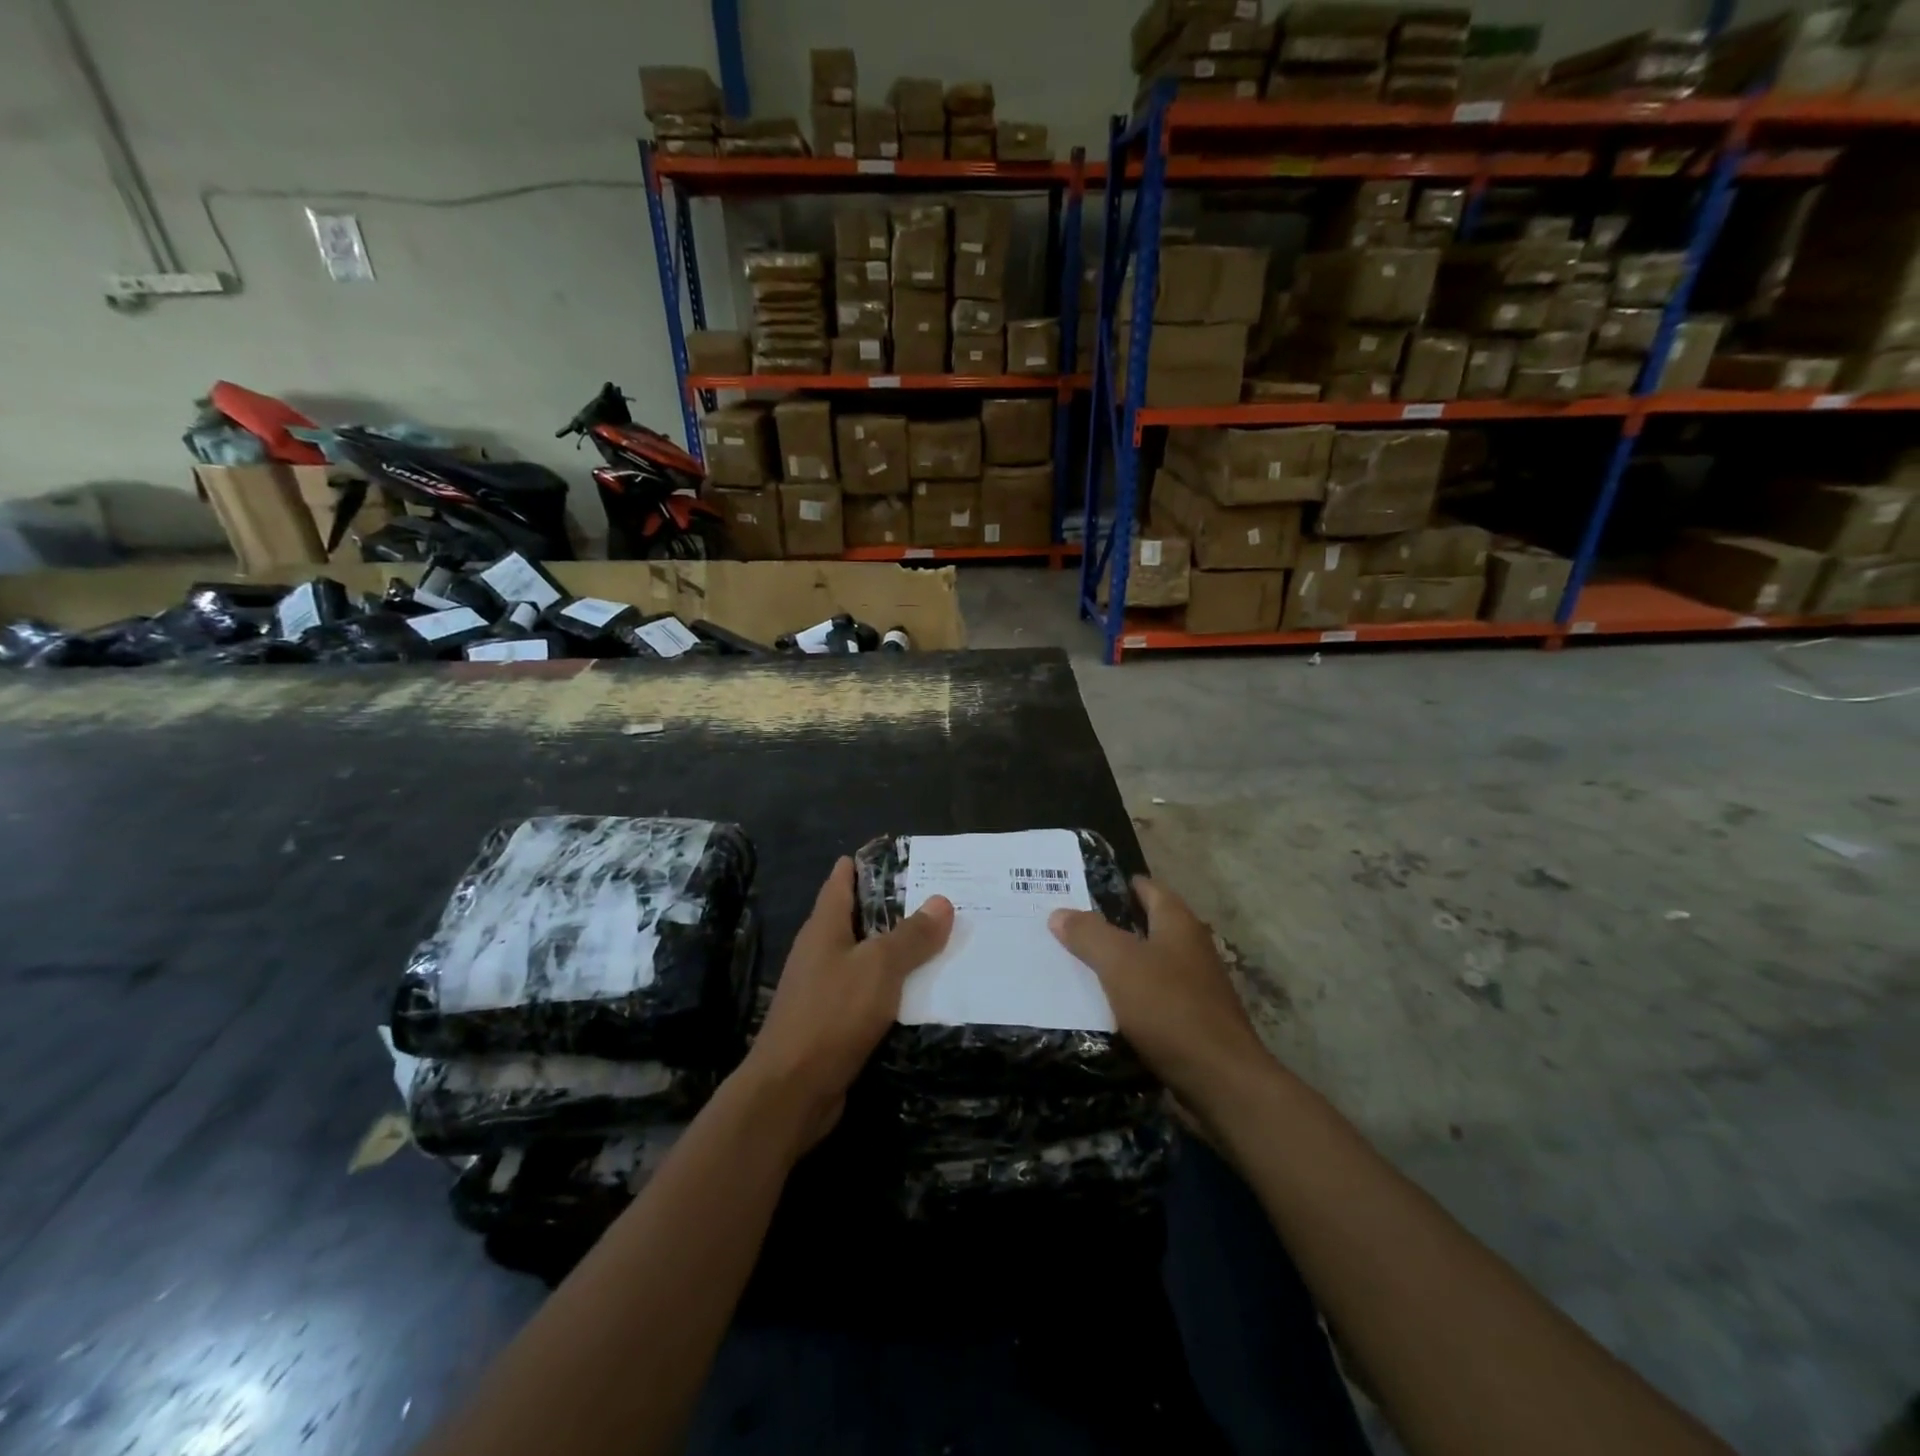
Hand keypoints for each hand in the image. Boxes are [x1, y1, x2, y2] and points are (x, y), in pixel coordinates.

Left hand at [738, 856, 952, 1148]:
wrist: (791, 1091)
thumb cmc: (831, 1015)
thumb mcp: (878, 968)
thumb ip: (910, 935)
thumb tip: (942, 900)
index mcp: (824, 927)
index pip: (842, 880)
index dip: (868, 863)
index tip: (904, 854)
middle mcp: (820, 951)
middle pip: (858, 917)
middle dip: (894, 906)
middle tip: (940, 896)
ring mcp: (824, 987)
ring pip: (867, 956)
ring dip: (898, 949)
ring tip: (942, 940)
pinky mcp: (832, 1021)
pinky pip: (869, 991)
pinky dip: (894, 986)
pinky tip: (922, 991)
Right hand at [1048, 876, 1272, 1128]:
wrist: (1221, 1081)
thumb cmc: (1170, 1009)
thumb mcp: (1120, 964)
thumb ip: (1088, 934)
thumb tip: (1059, 913)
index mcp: (1178, 923)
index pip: (1146, 888)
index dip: (1114, 884)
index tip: (1076, 886)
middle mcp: (1188, 948)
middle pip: (1143, 926)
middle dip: (1106, 924)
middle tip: (1061, 925)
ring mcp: (1191, 986)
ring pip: (1143, 964)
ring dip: (1113, 964)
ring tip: (1068, 964)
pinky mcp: (1187, 1021)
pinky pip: (1147, 998)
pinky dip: (1123, 997)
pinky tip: (1095, 1006)